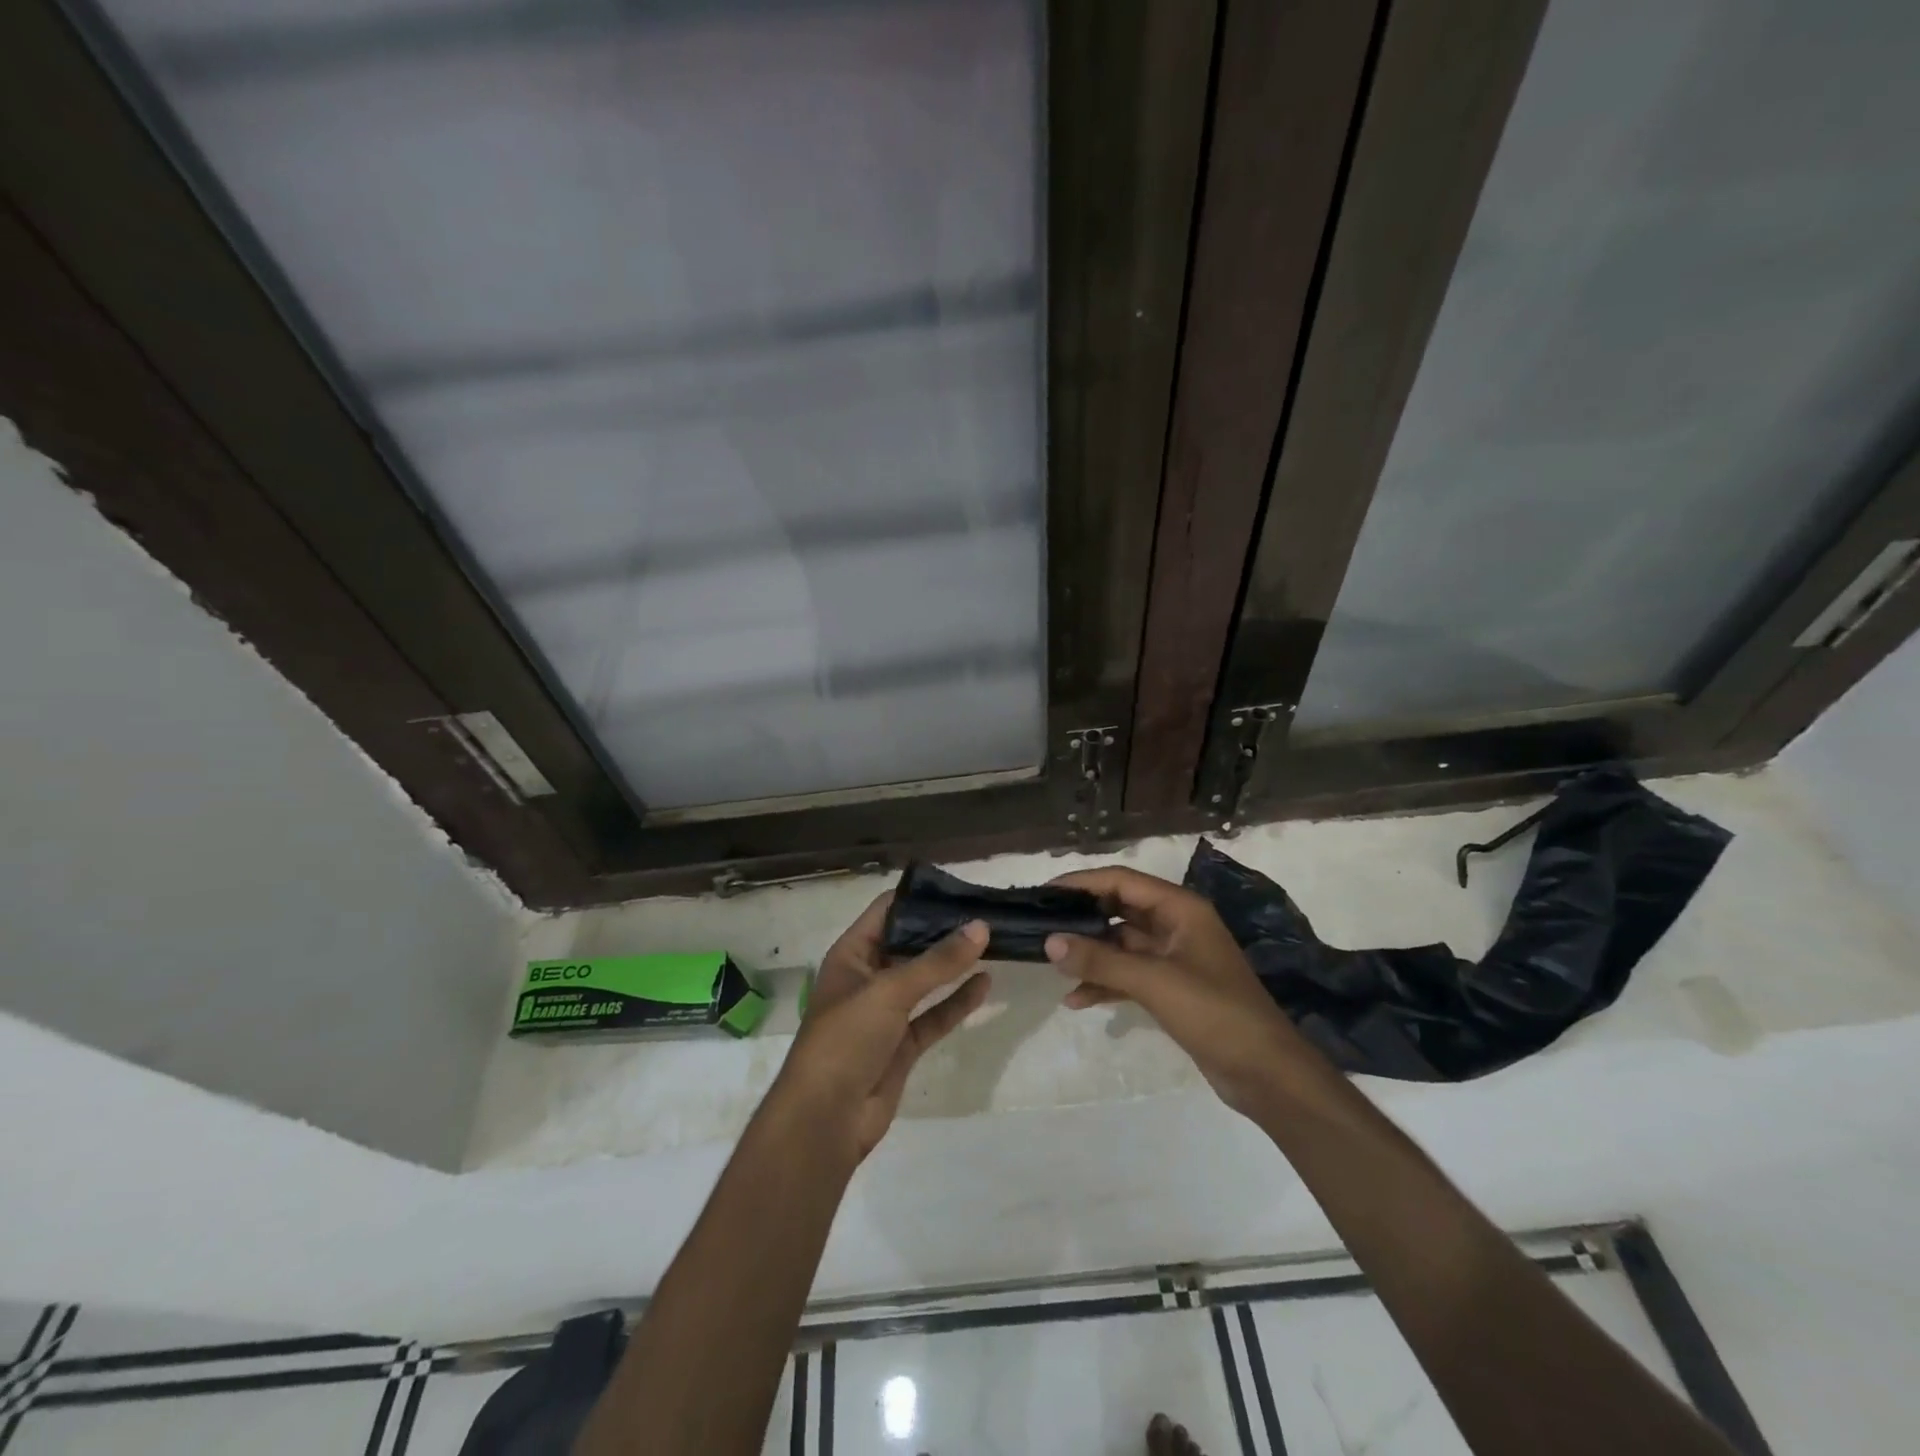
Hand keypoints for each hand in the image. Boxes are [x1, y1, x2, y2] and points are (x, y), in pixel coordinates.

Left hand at [772, 894, 990, 1159]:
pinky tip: (986, 983)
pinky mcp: (902, 1044)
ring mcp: (886, 1012)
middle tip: (987, 912)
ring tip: (993, 941)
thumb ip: (938, 961)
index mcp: (851, 954)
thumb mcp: (890, 991)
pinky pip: (935, 1014)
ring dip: (954, 964)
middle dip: (943, 929)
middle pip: (909, 943)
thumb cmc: (846, 1039)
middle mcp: (868, 977)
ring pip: (925, 980)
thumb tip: (981, 927)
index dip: (920, 897)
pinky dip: (958, 1001)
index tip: (961, 888)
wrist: (825, 1120)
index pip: (887, 910)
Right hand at [1045, 866, 1316, 1111]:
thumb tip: (1049, 941)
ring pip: (1122, 945)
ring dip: (1091, 954)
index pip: (1122, 881)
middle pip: (1120, 909)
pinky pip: (1129, 975)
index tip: (1045, 893)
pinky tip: (1076, 1000)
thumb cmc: (1214, 1013)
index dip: (1082, 882)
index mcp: (1181, 909)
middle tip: (1042, 926)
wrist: (1267, 1074)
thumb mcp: (1154, 981)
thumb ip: (1101, 960)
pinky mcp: (1173, 989)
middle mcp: (1177, 925)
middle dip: (1083, 918)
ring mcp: (1175, 958)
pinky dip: (1105, 983)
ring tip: (1052, 964)